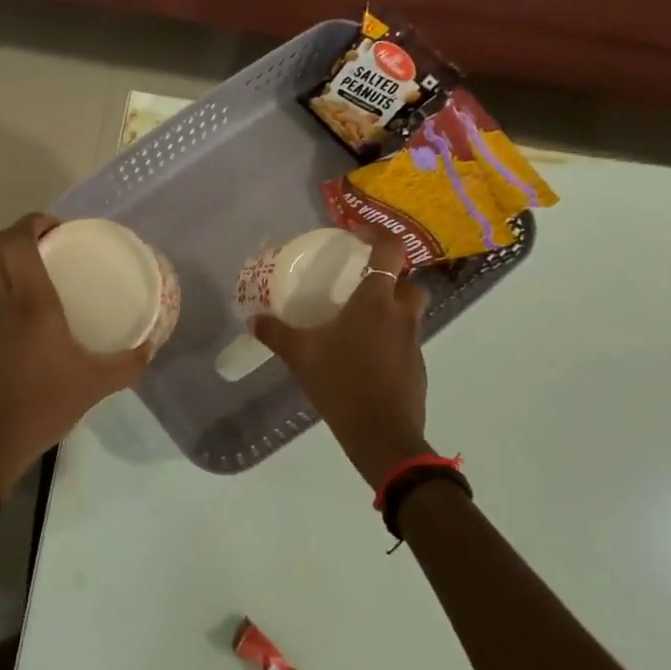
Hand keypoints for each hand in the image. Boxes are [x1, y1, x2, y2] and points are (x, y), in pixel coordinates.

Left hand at [0, 214, 152, 499]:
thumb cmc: (39, 406)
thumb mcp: (93, 386)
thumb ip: (126, 365)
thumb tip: (149, 348)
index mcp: (30, 303)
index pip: (15, 241)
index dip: (34, 221)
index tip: (62, 228)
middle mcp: (3, 304)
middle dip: (25, 235)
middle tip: (60, 245)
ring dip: (20, 265)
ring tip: (57, 279)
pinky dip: (19, 296)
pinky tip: (45, 323)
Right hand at [252, 232, 430, 488]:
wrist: (381, 435)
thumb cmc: (341, 384)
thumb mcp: (300, 356)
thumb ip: (276, 334)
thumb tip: (253, 319)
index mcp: (375, 301)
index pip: (390, 250)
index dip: (377, 234)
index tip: (357, 235)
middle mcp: (400, 314)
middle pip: (409, 281)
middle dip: (392, 276)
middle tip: (363, 283)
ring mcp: (413, 341)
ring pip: (411, 311)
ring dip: (393, 308)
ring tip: (361, 320)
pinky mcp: (417, 366)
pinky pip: (407, 340)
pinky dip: (391, 338)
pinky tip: (366, 356)